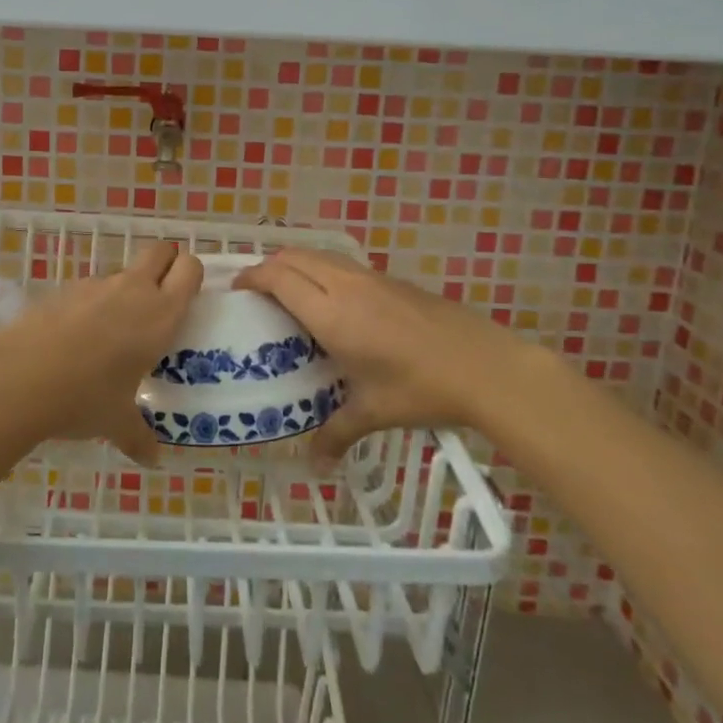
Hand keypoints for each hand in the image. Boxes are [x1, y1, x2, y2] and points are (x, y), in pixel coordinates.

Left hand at [0, 243, 202, 464]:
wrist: (18, 379)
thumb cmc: (84, 398)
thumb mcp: (116, 422)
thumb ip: (139, 437)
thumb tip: (152, 460)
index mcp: (159, 314)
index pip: (190, 269)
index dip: (191, 274)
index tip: (188, 297)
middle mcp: (132, 290)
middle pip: (160, 252)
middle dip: (165, 264)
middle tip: (161, 298)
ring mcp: (94, 286)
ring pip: (122, 274)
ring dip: (125, 291)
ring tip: (113, 333)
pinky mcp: (62, 290)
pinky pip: (89, 290)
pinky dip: (91, 305)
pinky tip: (76, 340)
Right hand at [235, 248, 534, 463]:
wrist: (486, 366)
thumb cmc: (421, 388)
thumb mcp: (373, 412)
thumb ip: (336, 434)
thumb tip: (314, 467)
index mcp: (332, 314)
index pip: (279, 277)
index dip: (252, 276)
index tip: (236, 289)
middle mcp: (346, 286)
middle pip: (294, 256)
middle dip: (269, 266)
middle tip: (256, 292)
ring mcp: (372, 278)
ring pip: (321, 254)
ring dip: (297, 264)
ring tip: (288, 291)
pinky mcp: (393, 280)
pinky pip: (343, 264)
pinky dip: (323, 270)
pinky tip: (333, 300)